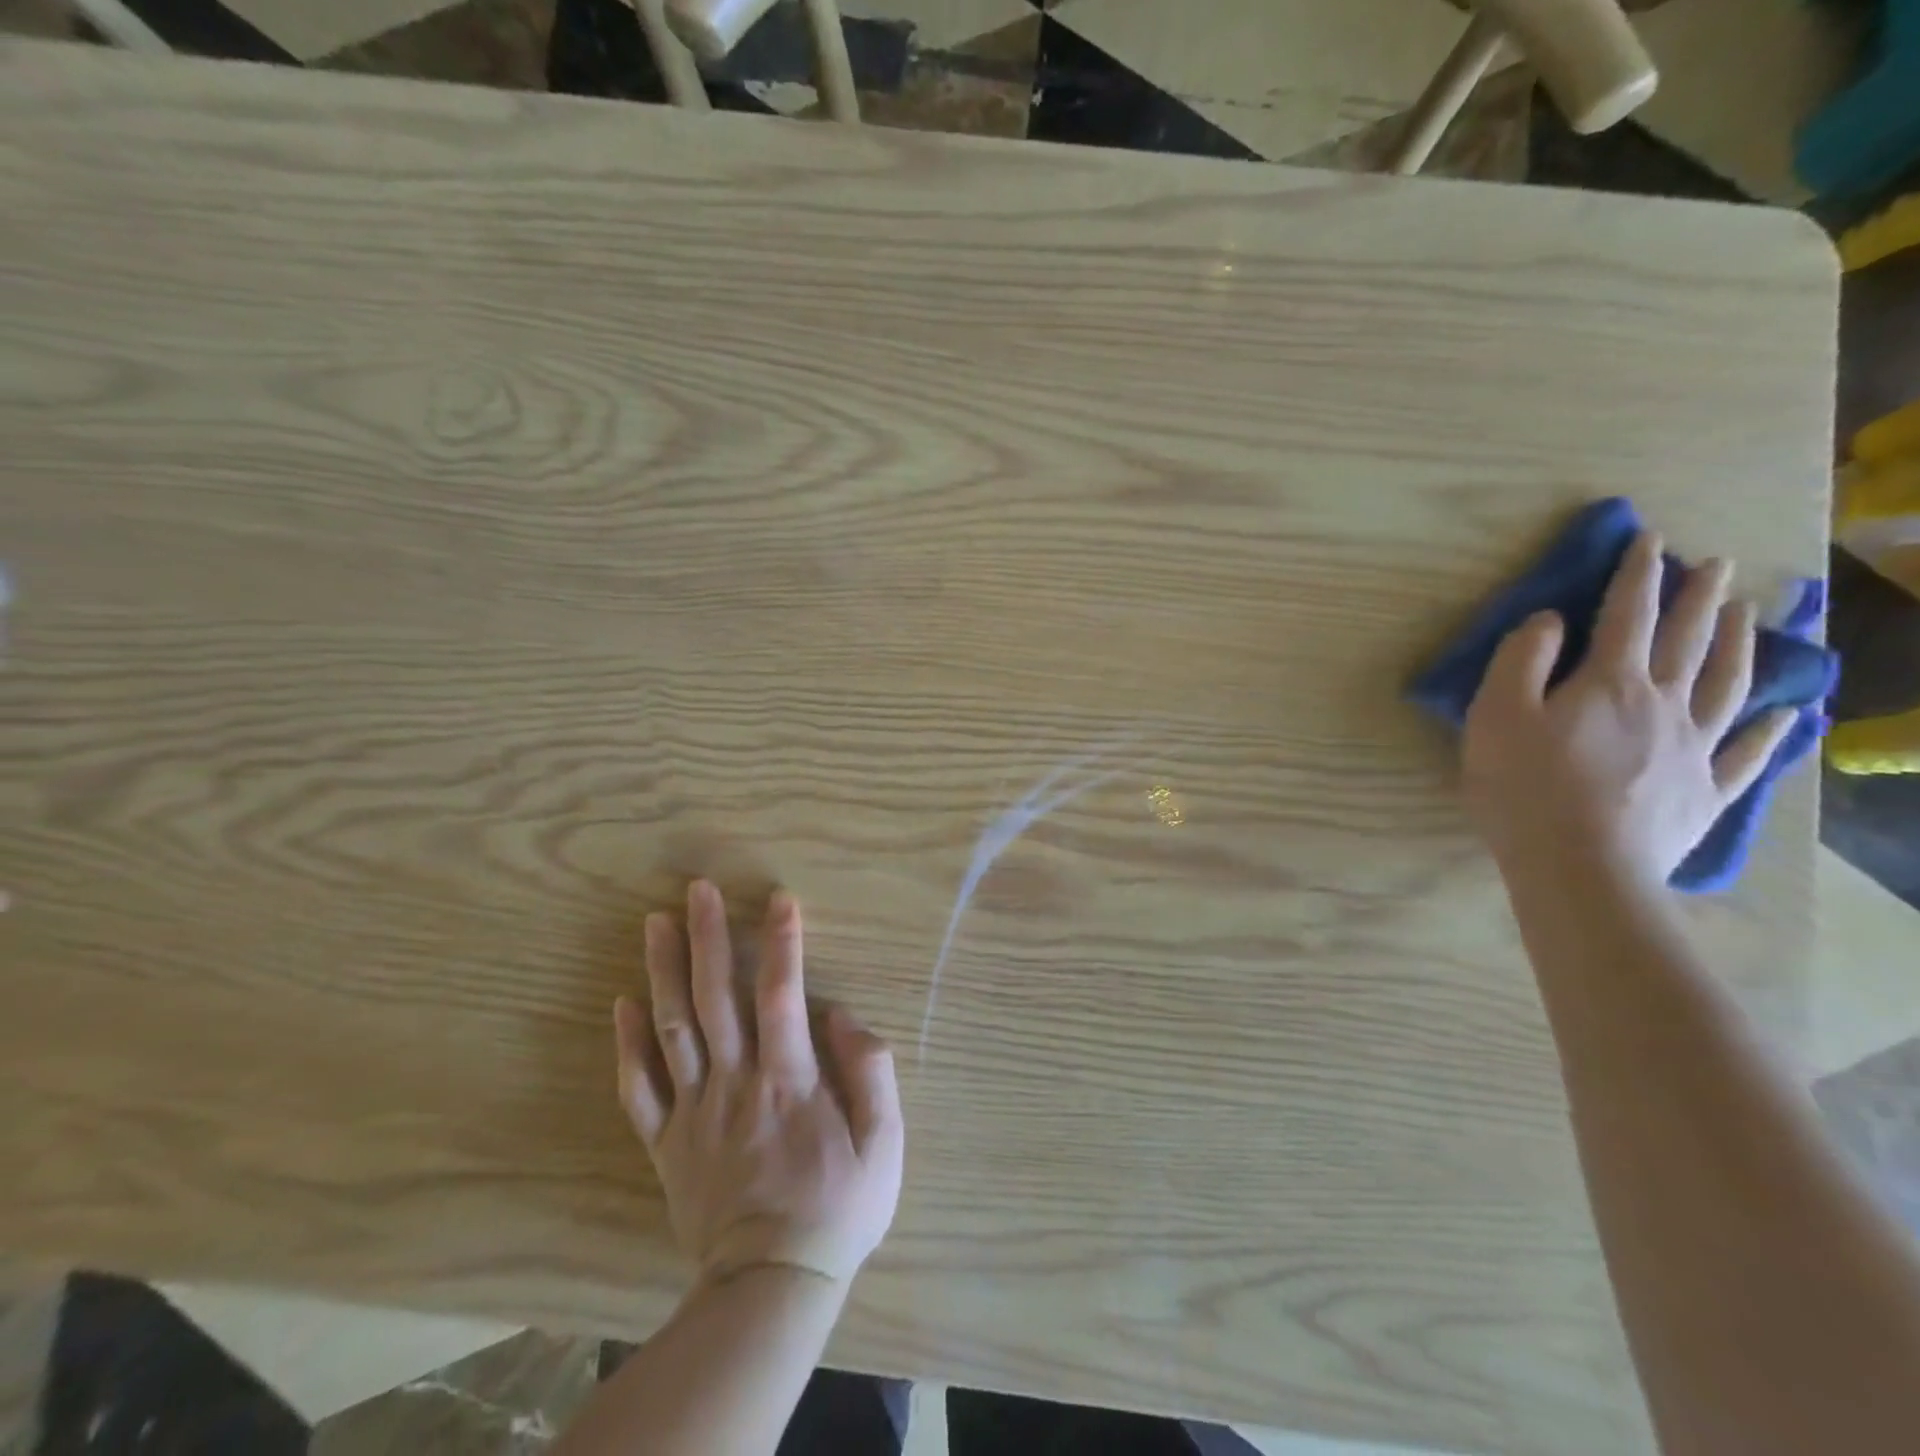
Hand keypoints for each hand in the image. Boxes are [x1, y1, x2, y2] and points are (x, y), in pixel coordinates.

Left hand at [614, 882, 903, 1287]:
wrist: (771, 1286)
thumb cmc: (837, 1208)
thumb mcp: (885, 1144)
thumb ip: (869, 1072)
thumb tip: (841, 1016)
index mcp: (789, 1079)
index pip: (782, 994)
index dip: (782, 942)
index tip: (779, 898)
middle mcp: (736, 1082)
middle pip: (715, 997)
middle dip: (707, 937)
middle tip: (697, 889)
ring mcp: (694, 1111)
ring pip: (673, 1029)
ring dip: (663, 971)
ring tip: (656, 923)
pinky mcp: (667, 1142)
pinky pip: (639, 1088)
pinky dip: (627, 1045)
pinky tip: (623, 1003)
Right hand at [1462, 530, 1794, 884]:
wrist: (1579, 865)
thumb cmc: (1523, 786)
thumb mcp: (1495, 714)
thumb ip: (1520, 660)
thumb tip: (1550, 619)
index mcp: (1609, 682)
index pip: (1628, 615)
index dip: (1638, 575)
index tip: (1652, 540)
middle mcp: (1664, 704)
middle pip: (1688, 641)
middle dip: (1698, 599)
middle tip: (1715, 566)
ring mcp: (1693, 749)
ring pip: (1726, 685)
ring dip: (1740, 645)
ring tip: (1749, 616)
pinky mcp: (1704, 792)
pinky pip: (1745, 754)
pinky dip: (1768, 732)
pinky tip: (1784, 716)